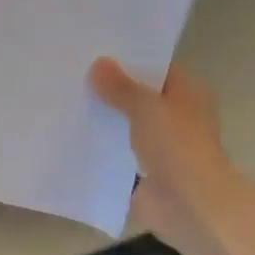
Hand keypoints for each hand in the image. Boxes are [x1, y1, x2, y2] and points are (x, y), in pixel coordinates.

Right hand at [89, 58, 243, 254]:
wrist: (189, 205)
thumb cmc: (177, 147)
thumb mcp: (146, 107)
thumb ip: (120, 86)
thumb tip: (98, 63)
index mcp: (187, 94)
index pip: (157, 68)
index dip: (129, 59)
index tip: (94, 50)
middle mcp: (176, 117)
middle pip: (139, 97)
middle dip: (110, 89)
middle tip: (71, 73)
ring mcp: (160, 146)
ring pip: (126, 125)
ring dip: (103, 119)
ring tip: (65, 100)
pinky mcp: (143, 172)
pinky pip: (117, 154)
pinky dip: (99, 148)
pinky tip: (70, 136)